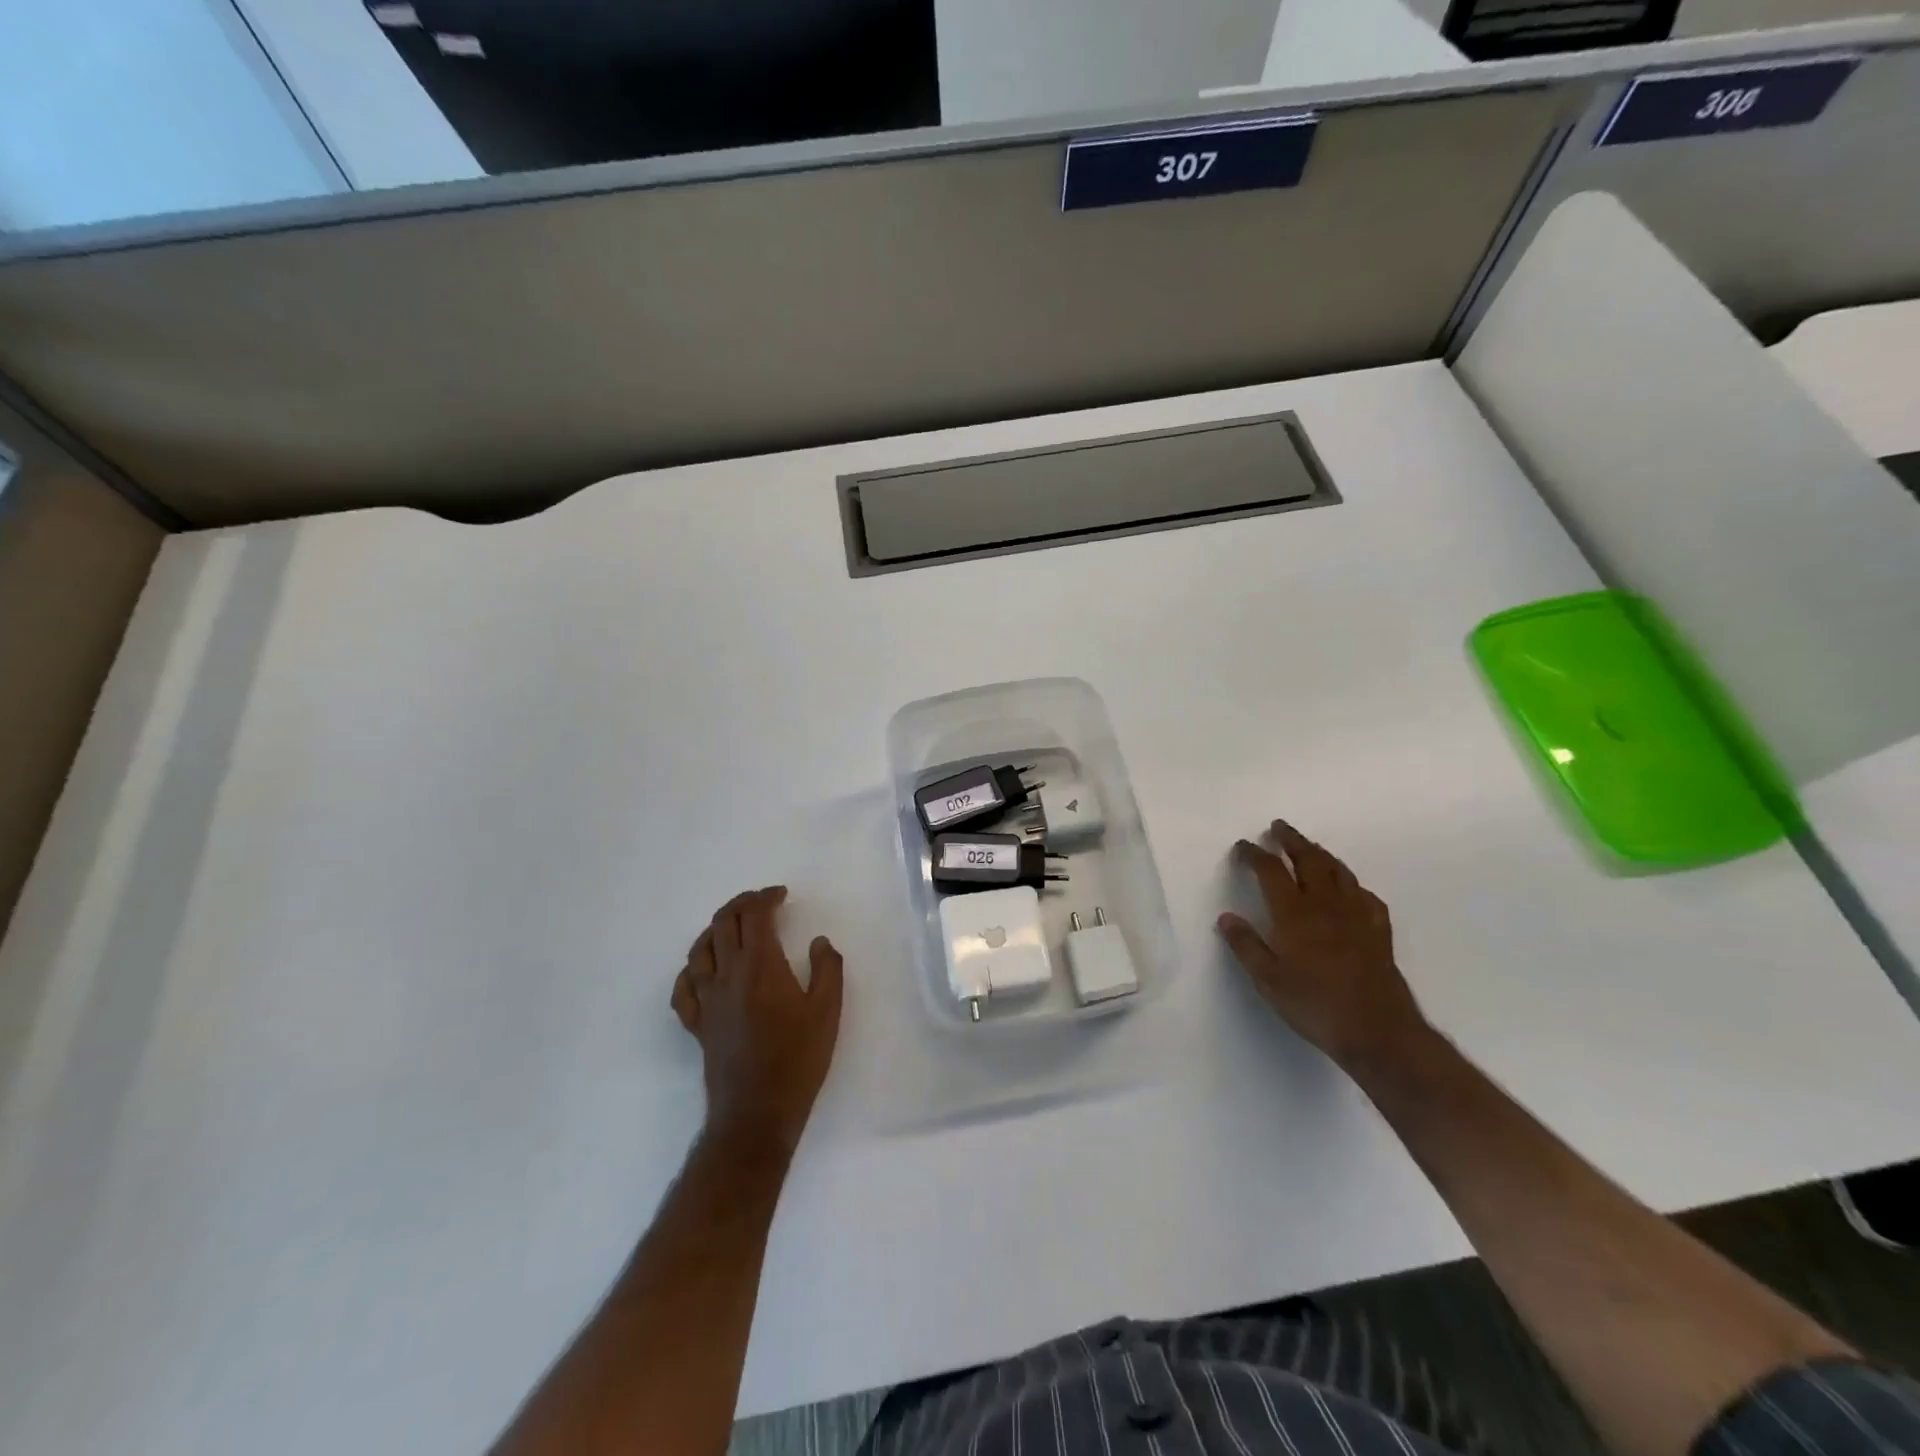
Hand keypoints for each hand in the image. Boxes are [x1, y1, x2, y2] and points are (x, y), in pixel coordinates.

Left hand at [671, 886, 843, 1154]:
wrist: (757, 1112)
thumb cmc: (798, 1059)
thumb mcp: (828, 1011)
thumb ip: (828, 968)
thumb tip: (818, 942)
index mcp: (761, 966)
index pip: (754, 916)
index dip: (766, 897)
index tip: (782, 896)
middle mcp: (728, 975)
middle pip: (723, 923)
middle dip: (742, 904)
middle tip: (763, 904)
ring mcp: (707, 1000)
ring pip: (700, 949)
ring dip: (716, 929)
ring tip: (734, 928)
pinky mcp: (698, 1024)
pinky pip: (684, 988)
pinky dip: (692, 970)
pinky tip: (704, 970)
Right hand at [1217, 820, 1426, 1069]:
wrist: (1378, 1031)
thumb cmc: (1315, 1005)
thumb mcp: (1268, 980)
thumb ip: (1246, 946)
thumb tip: (1226, 917)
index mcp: (1295, 913)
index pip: (1271, 871)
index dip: (1255, 854)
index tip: (1243, 846)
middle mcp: (1326, 905)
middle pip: (1309, 860)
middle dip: (1292, 840)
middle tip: (1278, 827)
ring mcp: (1357, 915)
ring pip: (1339, 872)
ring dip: (1321, 854)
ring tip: (1309, 847)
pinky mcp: (1379, 931)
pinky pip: (1366, 895)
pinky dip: (1352, 884)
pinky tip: (1350, 889)